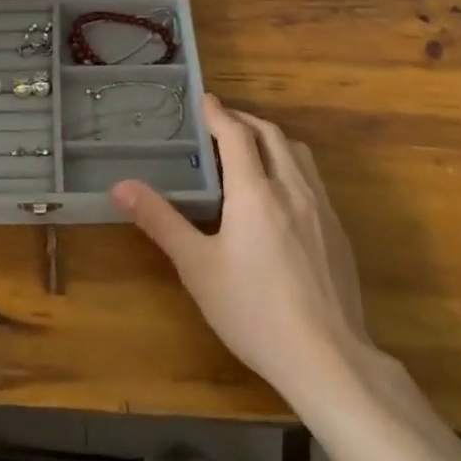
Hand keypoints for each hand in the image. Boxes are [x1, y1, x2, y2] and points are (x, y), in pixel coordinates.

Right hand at [113, 96, 378, 402]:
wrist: (330, 360)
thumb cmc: (254, 311)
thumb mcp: (197, 268)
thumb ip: (161, 221)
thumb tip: (121, 185)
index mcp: (255, 192)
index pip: (237, 135)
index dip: (219, 113)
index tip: (205, 99)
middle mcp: (292, 188)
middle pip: (271, 135)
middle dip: (245, 121)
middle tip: (222, 123)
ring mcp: (321, 210)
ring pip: (298, 154)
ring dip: (272, 139)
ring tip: (251, 149)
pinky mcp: (338, 233)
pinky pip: (313, 179)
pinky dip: (290, 165)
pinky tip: (280, 194)